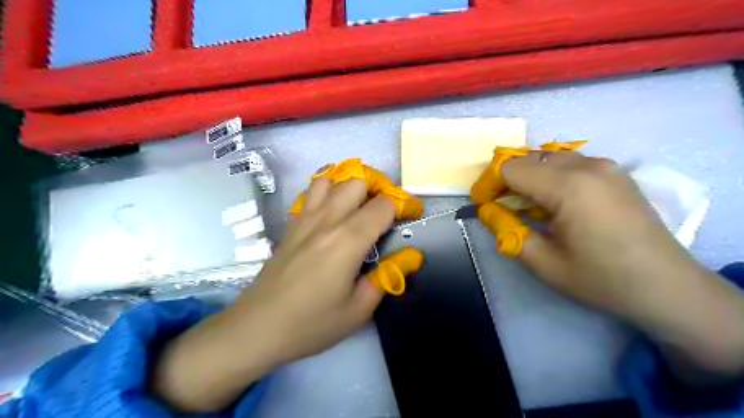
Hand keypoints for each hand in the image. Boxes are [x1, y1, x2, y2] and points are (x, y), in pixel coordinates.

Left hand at [153, 164, 421, 410]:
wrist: (257, 328)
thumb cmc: (312, 323)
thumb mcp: (359, 309)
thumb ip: (388, 276)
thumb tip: (412, 255)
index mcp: (349, 240)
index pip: (384, 204)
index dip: (404, 205)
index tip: (411, 216)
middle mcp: (327, 219)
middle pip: (358, 180)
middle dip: (379, 187)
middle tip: (387, 210)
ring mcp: (305, 218)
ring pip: (331, 178)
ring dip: (350, 185)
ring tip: (360, 205)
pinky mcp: (291, 224)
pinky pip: (310, 192)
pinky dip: (327, 190)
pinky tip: (332, 211)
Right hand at [483, 152, 743, 383]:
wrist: (668, 287)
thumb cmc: (602, 279)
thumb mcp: (543, 264)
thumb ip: (508, 232)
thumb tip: (487, 211)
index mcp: (568, 186)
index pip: (510, 168)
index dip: (489, 184)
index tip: (484, 205)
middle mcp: (587, 166)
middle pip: (528, 158)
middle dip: (507, 180)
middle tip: (502, 208)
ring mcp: (605, 166)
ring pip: (548, 158)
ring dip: (529, 178)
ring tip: (527, 208)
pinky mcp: (615, 173)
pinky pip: (569, 164)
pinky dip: (550, 177)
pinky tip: (555, 204)